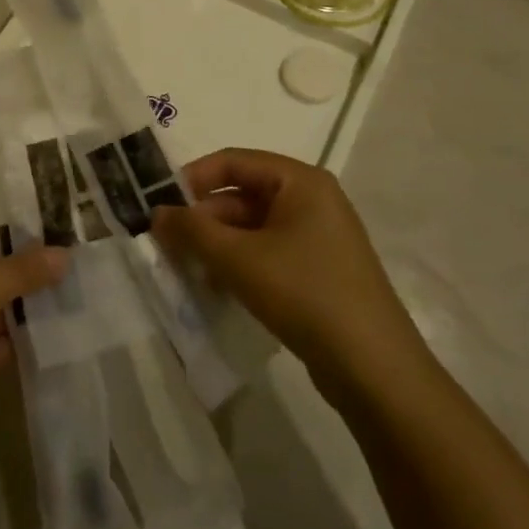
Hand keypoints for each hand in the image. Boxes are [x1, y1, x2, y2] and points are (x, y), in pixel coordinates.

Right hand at [151, 149, 424, 390]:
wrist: (372, 366)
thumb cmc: (304, 293)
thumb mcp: (238, 258)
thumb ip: (192, 230)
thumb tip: (156, 213)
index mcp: (300, 181)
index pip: (233, 161)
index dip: (192, 178)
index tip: (158, 204)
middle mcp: (312, 200)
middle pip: (241, 195)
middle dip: (202, 219)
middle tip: (165, 245)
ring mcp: (317, 237)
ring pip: (251, 228)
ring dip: (216, 244)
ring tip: (185, 269)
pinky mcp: (318, 270)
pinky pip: (267, 253)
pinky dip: (238, 263)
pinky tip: (216, 289)